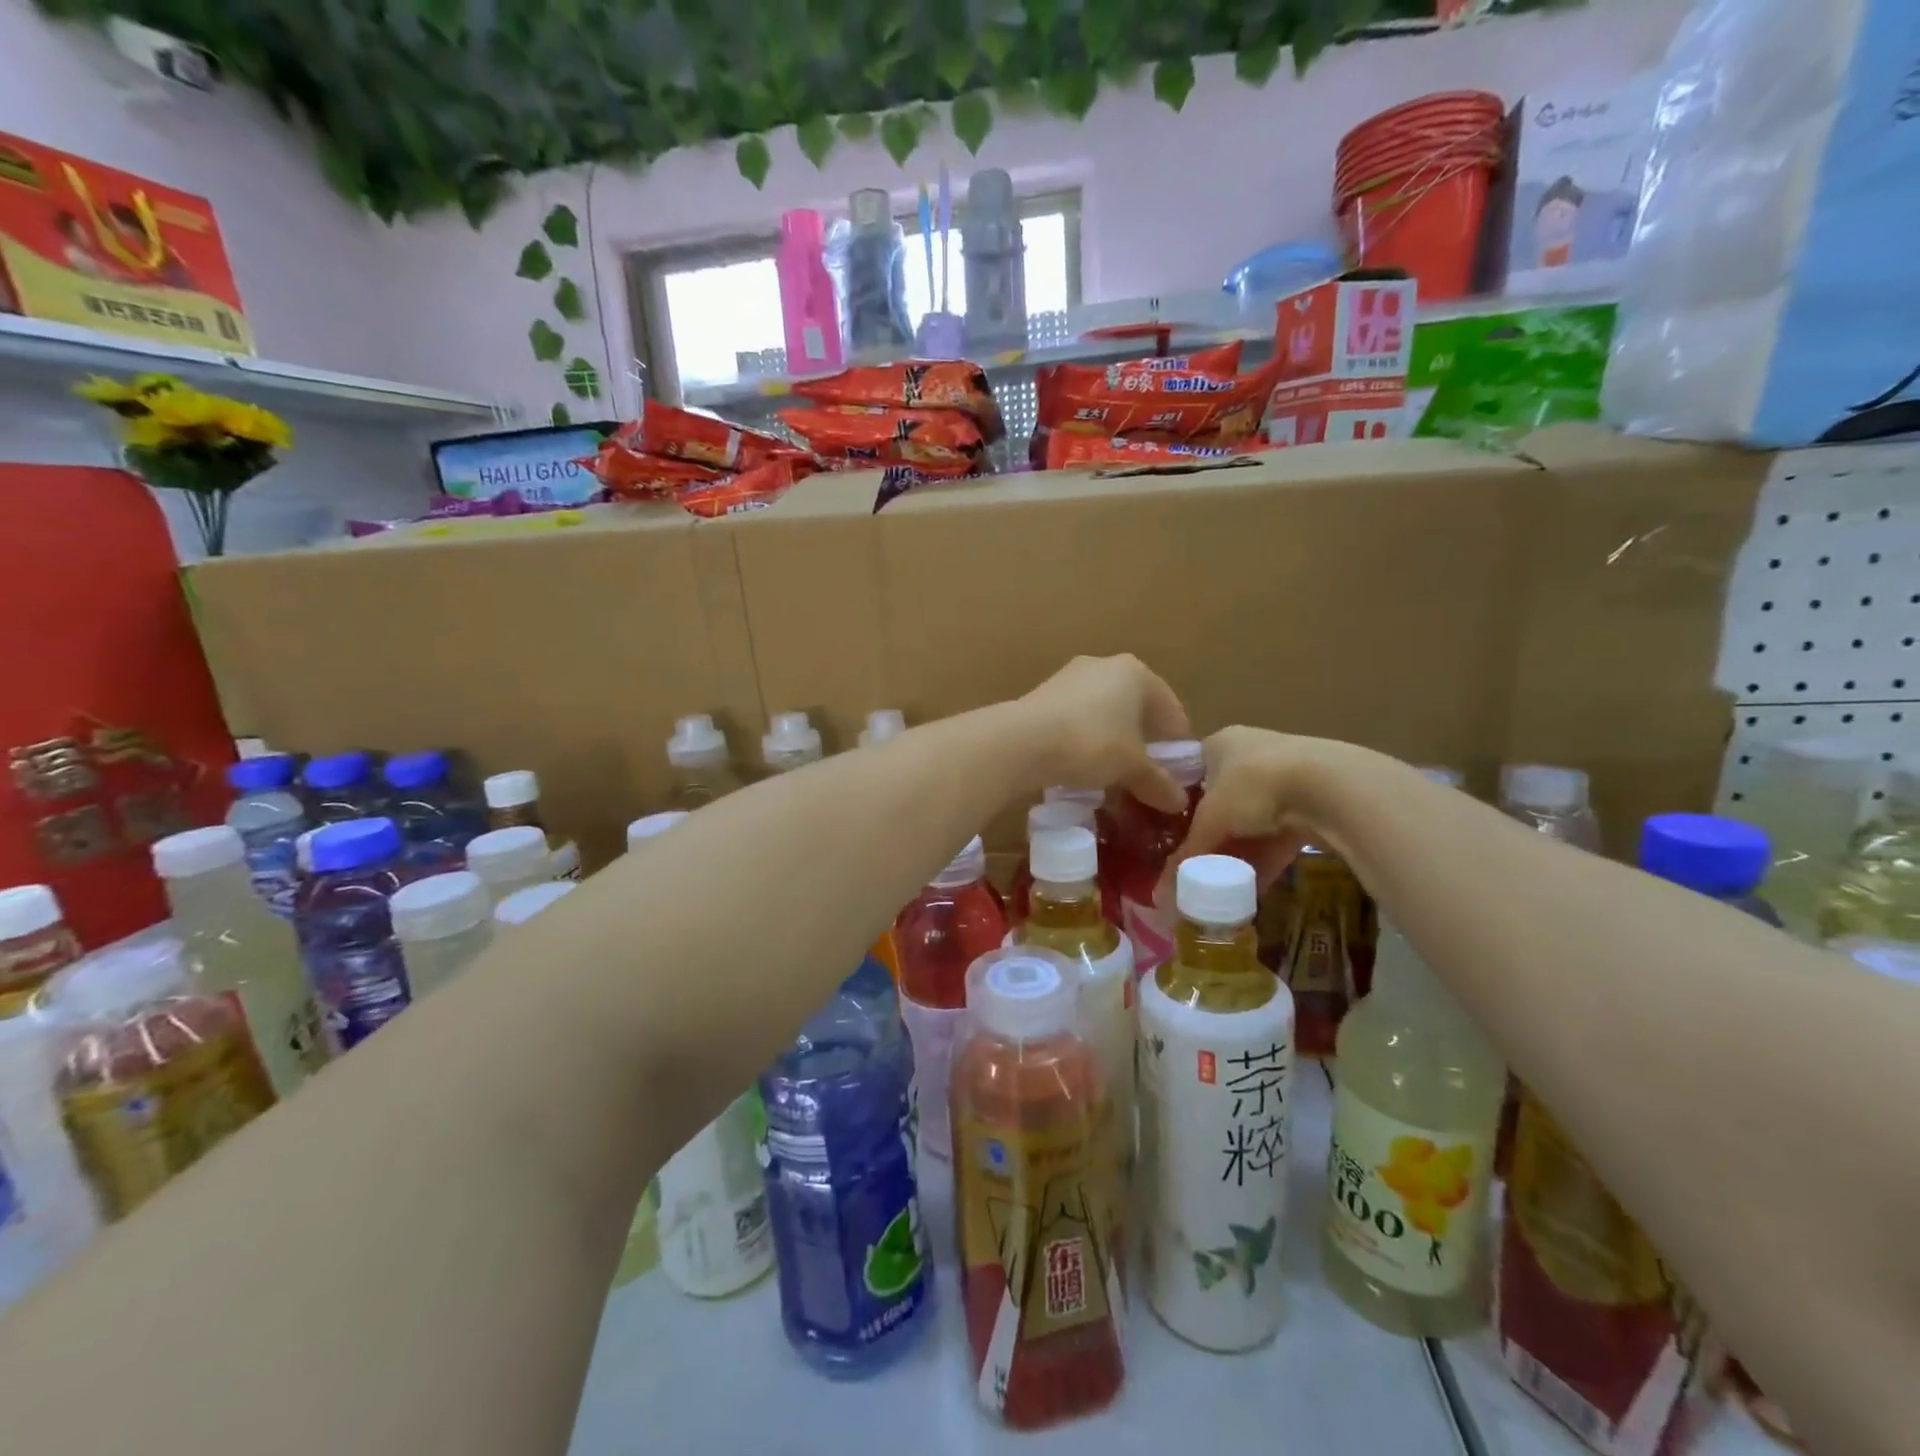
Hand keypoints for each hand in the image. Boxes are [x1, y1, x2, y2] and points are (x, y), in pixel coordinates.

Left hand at [1015, 655, 1191, 811]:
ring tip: (1114, 776)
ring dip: (1112, 743)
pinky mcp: (1043, 694)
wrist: (1021, 740)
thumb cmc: (1091, 743)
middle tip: (1146, 776)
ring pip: (1104, 714)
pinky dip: (1085, 740)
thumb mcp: (1131, 767)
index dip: (1176, 745)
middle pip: (1135, 709)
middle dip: (1143, 743)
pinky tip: (1081, 766)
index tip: (1178, 775)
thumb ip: (1158, 782)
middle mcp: (1105, 665)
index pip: (1170, 710)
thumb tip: (1179, 802)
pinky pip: (1076, 719)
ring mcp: (1070, 677)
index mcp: (1137, 673)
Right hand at [1162, 726, 1349, 896]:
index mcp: (1220, 742)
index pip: (1191, 773)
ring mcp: (1286, 773)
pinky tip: (1253, 886)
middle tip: (1198, 865)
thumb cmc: (1252, 787)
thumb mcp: (1209, 822)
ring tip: (1223, 882)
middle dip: (1213, 834)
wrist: (1329, 786)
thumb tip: (1160, 895)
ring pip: (1254, 819)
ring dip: (1240, 850)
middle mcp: (1251, 751)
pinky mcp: (1315, 799)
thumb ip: (1187, 856)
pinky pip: (1281, 832)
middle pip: (1223, 799)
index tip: (1171, 836)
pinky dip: (1267, 857)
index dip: (1180, 806)